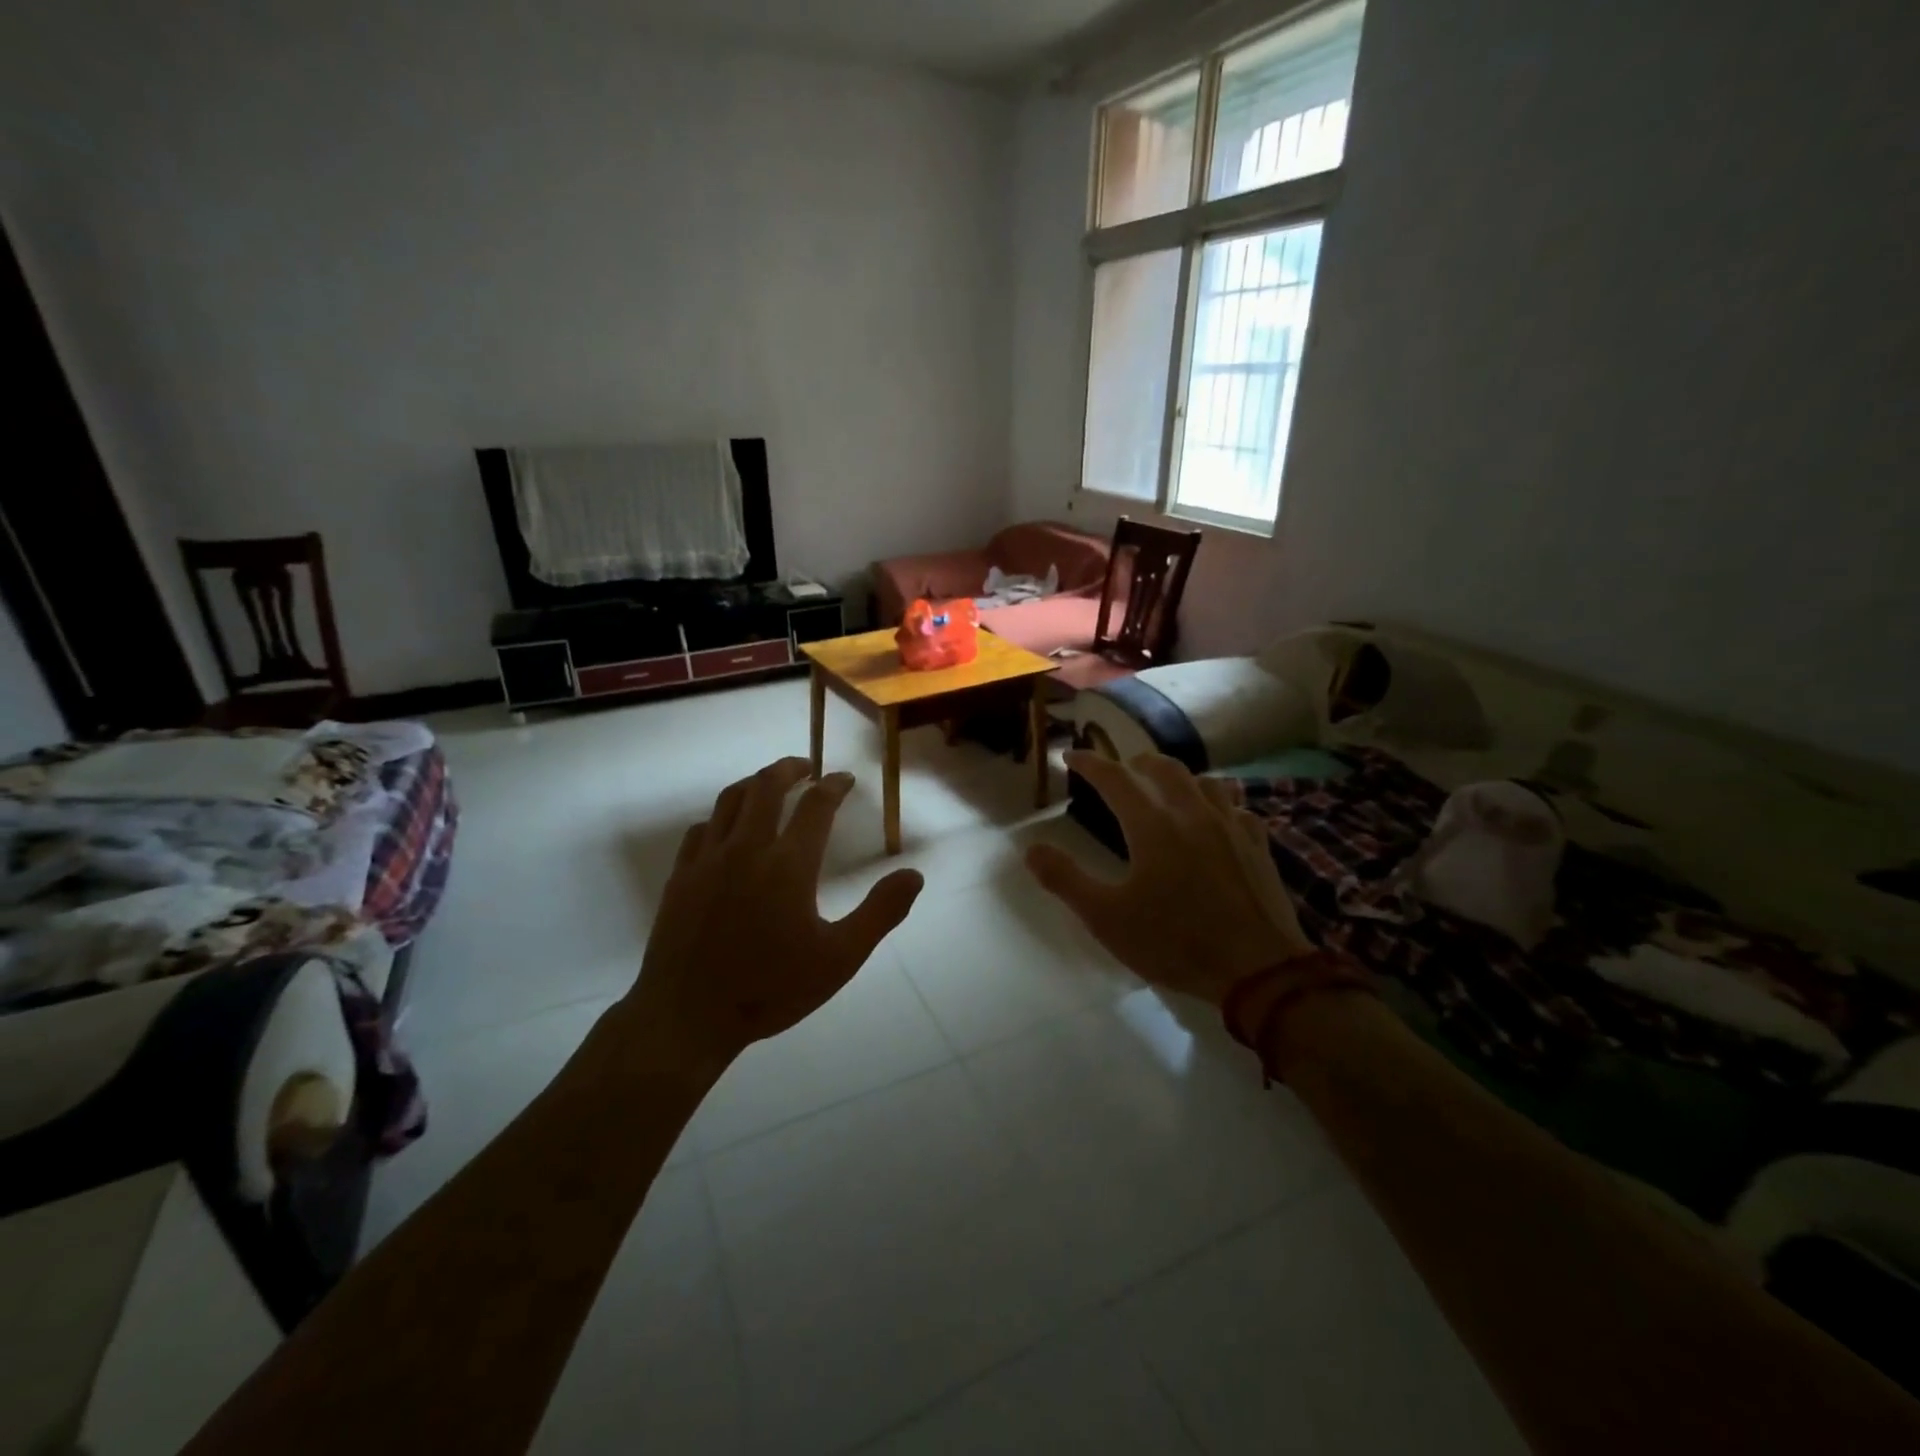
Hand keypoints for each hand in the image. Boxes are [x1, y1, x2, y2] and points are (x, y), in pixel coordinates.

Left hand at [621, 758, 923, 1066]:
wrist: (687, 1017)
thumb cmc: (769, 989)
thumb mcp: (839, 958)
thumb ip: (880, 912)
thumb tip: (914, 874)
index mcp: (788, 864)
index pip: (817, 805)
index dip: (835, 785)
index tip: (846, 779)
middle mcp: (747, 849)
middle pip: (767, 786)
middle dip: (790, 768)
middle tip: (807, 766)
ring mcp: (707, 860)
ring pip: (730, 799)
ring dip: (755, 782)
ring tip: (770, 783)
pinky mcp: (680, 876)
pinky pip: (701, 829)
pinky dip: (722, 816)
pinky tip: (728, 827)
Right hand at [1026, 751, 1311, 1005]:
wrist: (1258, 970)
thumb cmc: (1174, 942)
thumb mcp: (1107, 918)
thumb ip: (1065, 879)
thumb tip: (1031, 849)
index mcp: (1152, 825)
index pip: (1114, 777)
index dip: (1089, 762)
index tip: (1070, 756)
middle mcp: (1192, 813)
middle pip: (1163, 767)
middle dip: (1135, 763)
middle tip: (1120, 771)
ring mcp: (1230, 826)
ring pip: (1204, 781)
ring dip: (1178, 777)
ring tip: (1166, 789)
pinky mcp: (1257, 846)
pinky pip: (1235, 808)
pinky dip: (1217, 804)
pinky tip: (1215, 820)